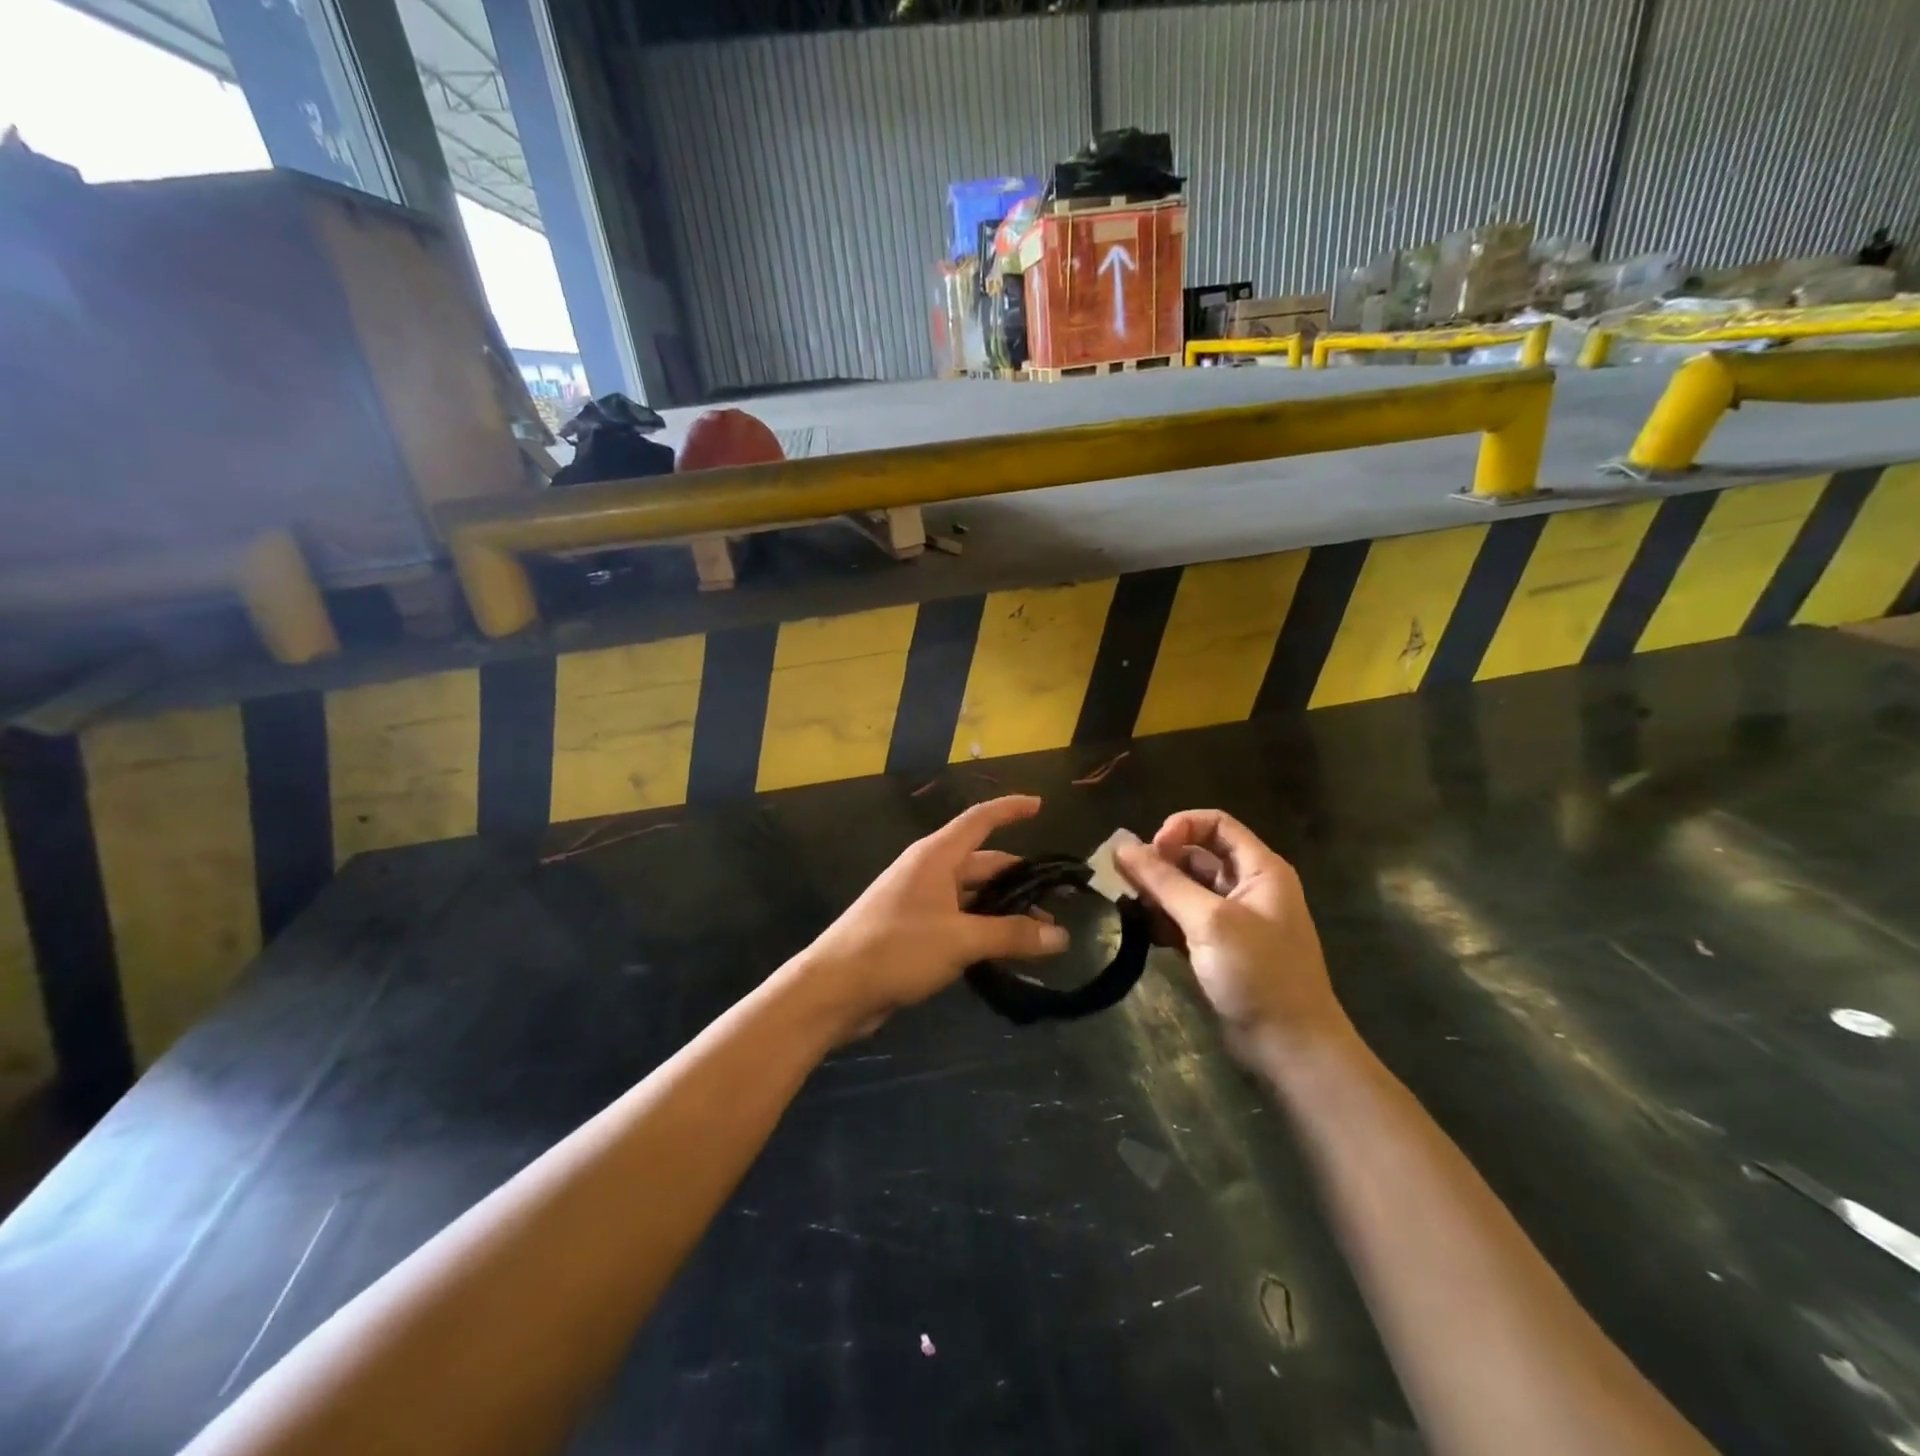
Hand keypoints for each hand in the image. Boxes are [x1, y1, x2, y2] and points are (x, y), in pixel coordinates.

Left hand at [791, 796, 1068, 1039]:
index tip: (1039, 805)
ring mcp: (919, 902)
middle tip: (1058, 899)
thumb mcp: (960, 940)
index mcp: (936, 856)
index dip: (1010, 810)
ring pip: (972, 897)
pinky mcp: (914, 931)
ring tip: (1042, 933)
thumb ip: (1011, 935)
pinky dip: (984, 930)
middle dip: (1019, 878)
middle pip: (982, 864)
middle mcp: (928, 871)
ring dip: (1003, 910)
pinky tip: (1006, 952)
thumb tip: (1060, 937)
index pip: (980, 820)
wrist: (835, 989)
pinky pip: (959, 921)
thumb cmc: (896, 949)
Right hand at [1116, 810, 1349, 1060]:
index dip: (1180, 829)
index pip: (1215, 824)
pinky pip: (1185, 919)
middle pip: (1197, 855)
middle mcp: (1248, 887)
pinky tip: (1147, 933)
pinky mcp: (1219, 948)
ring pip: (1187, 889)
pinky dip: (1164, 921)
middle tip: (1128, 882)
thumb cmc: (1258, 974)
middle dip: (1161, 863)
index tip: (1150, 852)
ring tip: (1132, 908)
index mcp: (1260, 869)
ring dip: (1158, 893)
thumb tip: (1121, 847)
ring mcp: (1233, 919)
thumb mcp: (1209, 921)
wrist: (1290, 1048)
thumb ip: (1164, 881)